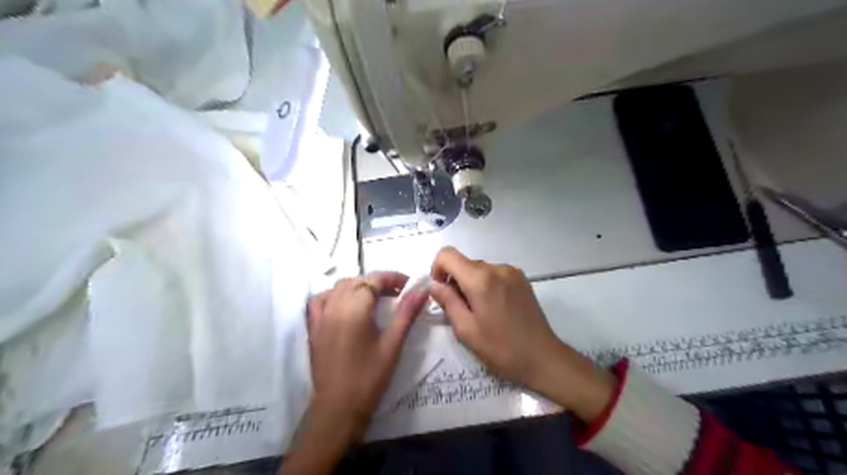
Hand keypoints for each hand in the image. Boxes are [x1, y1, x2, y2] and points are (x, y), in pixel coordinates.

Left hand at [306, 272, 431, 436]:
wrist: (338, 408)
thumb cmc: (369, 378)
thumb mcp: (392, 344)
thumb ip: (406, 313)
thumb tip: (422, 291)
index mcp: (354, 310)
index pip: (374, 280)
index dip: (392, 278)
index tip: (409, 285)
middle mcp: (334, 307)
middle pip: (357, 281)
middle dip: (377, 282)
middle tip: (396, 293)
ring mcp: (320, 317)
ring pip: (338, 287)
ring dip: (357, 286)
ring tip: (373, 298)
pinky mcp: (312, 328)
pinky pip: (319, 300)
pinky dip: (333, 295)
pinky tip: (343, 304)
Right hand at [431, 249, 616, 422]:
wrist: (543, 357)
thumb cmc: (501, 348)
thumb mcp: (466, 330)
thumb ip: (447, 302)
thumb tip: (433, 285)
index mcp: (481, 280)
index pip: (447, 254)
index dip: (437, 269)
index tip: (441, 291)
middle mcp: (497, 268)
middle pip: (464, 262)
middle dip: (455, 280)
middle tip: (461, 309)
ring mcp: (511, 271)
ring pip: (479, 268)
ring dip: (471, 283)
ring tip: (480, 311)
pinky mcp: (521, 278)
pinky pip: (494, 273)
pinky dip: (486, 284)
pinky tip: (494, 307)